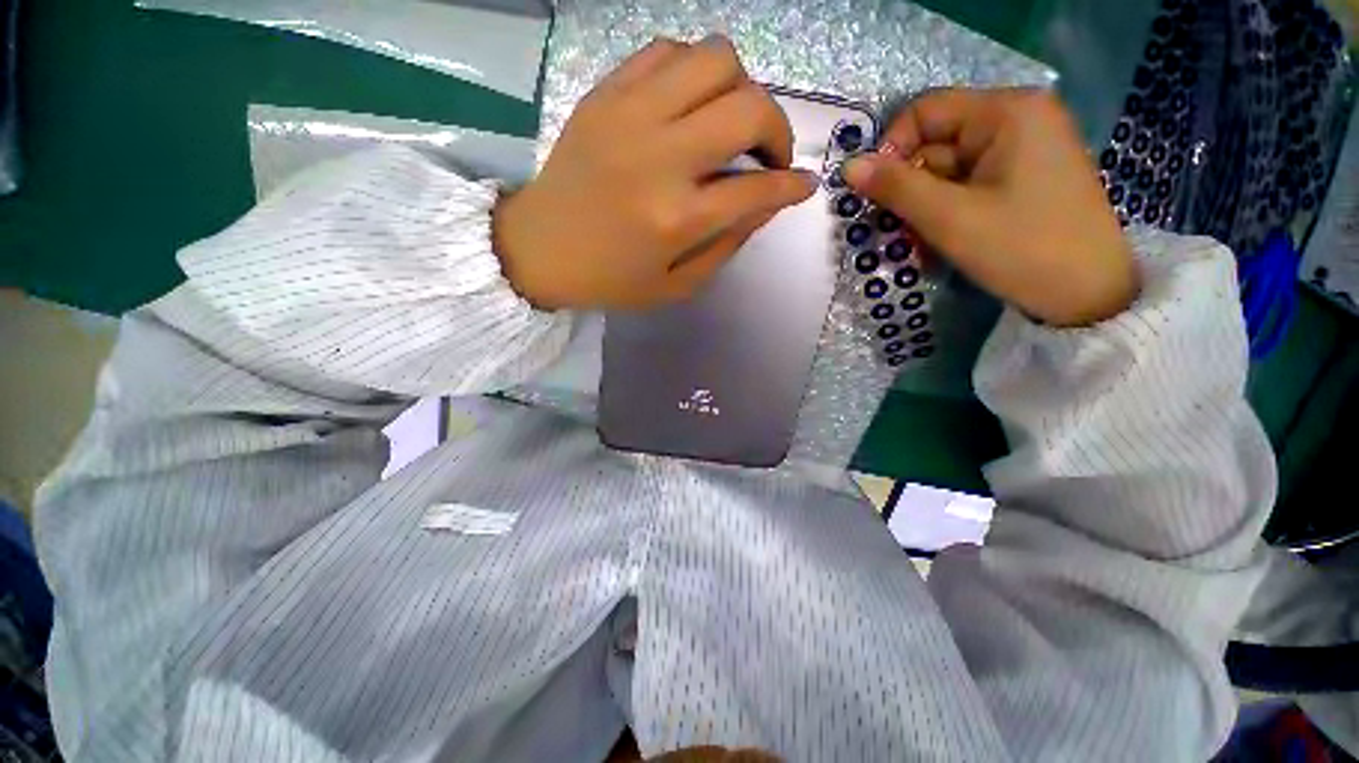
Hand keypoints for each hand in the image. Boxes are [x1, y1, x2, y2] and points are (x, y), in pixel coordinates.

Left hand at [494, 36, 818, 310]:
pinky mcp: (606, 94)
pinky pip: (667, 53)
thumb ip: (727, 245)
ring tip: (729, 124)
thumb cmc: (611, 280)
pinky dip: (693, 72)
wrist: (539, 249)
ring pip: (715, 60)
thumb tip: (766, 203)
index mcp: (678, 219)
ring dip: (740, 90)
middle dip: (778, 131)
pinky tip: (689, 105)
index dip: (792, 186)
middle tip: (767, 156)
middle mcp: (660, 158)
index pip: (758, 189)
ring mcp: (630, 115)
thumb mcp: (677, 286)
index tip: (804, 185)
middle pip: (749, 109)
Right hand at [845, 89, 1138, 326]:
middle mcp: (1016, 120)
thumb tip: (849, 166)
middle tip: (899, 230)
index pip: (925, 112)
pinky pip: (967, 186)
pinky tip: (942, 240)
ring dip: (925, 207)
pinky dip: (946, 212)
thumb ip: (896, 188)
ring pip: (947, 171)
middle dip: (910, 188)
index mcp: (1007, 112)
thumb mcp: (949, 217)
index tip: (875, 195)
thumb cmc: (1021, 248)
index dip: (892, 150)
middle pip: (936, 144)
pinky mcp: (1022, 178)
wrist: (1088, 295)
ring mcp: (1022, 150)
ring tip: (923, 244)